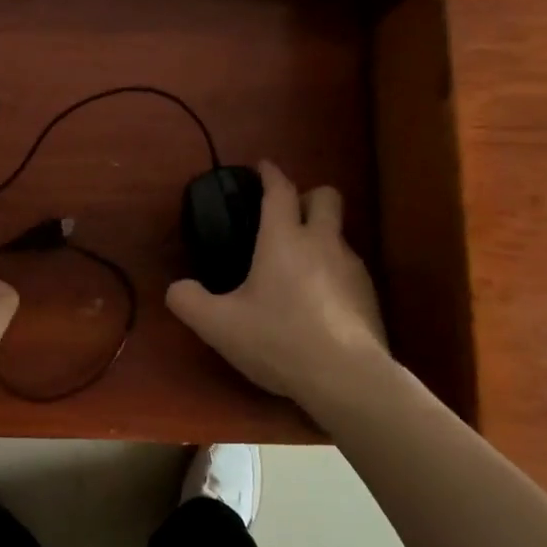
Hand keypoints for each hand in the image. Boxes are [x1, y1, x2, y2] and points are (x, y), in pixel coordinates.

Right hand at [166, 161, 388, 404]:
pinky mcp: (369, 295)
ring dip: (320, 237)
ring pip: (339, 234)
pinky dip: (332, 271)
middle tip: (285, 215)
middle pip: (326, 196)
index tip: (262, 166)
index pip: (280, 189)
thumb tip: (177, 288)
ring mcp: (352, 268)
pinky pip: (348, 268)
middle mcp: (322, 242)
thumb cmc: (279, 340)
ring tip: (298, 266)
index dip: (270, 173)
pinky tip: (318, 301)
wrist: (347, 380)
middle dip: (307, 196)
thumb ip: (189, 301)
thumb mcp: (219, 326)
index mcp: (283, 238)